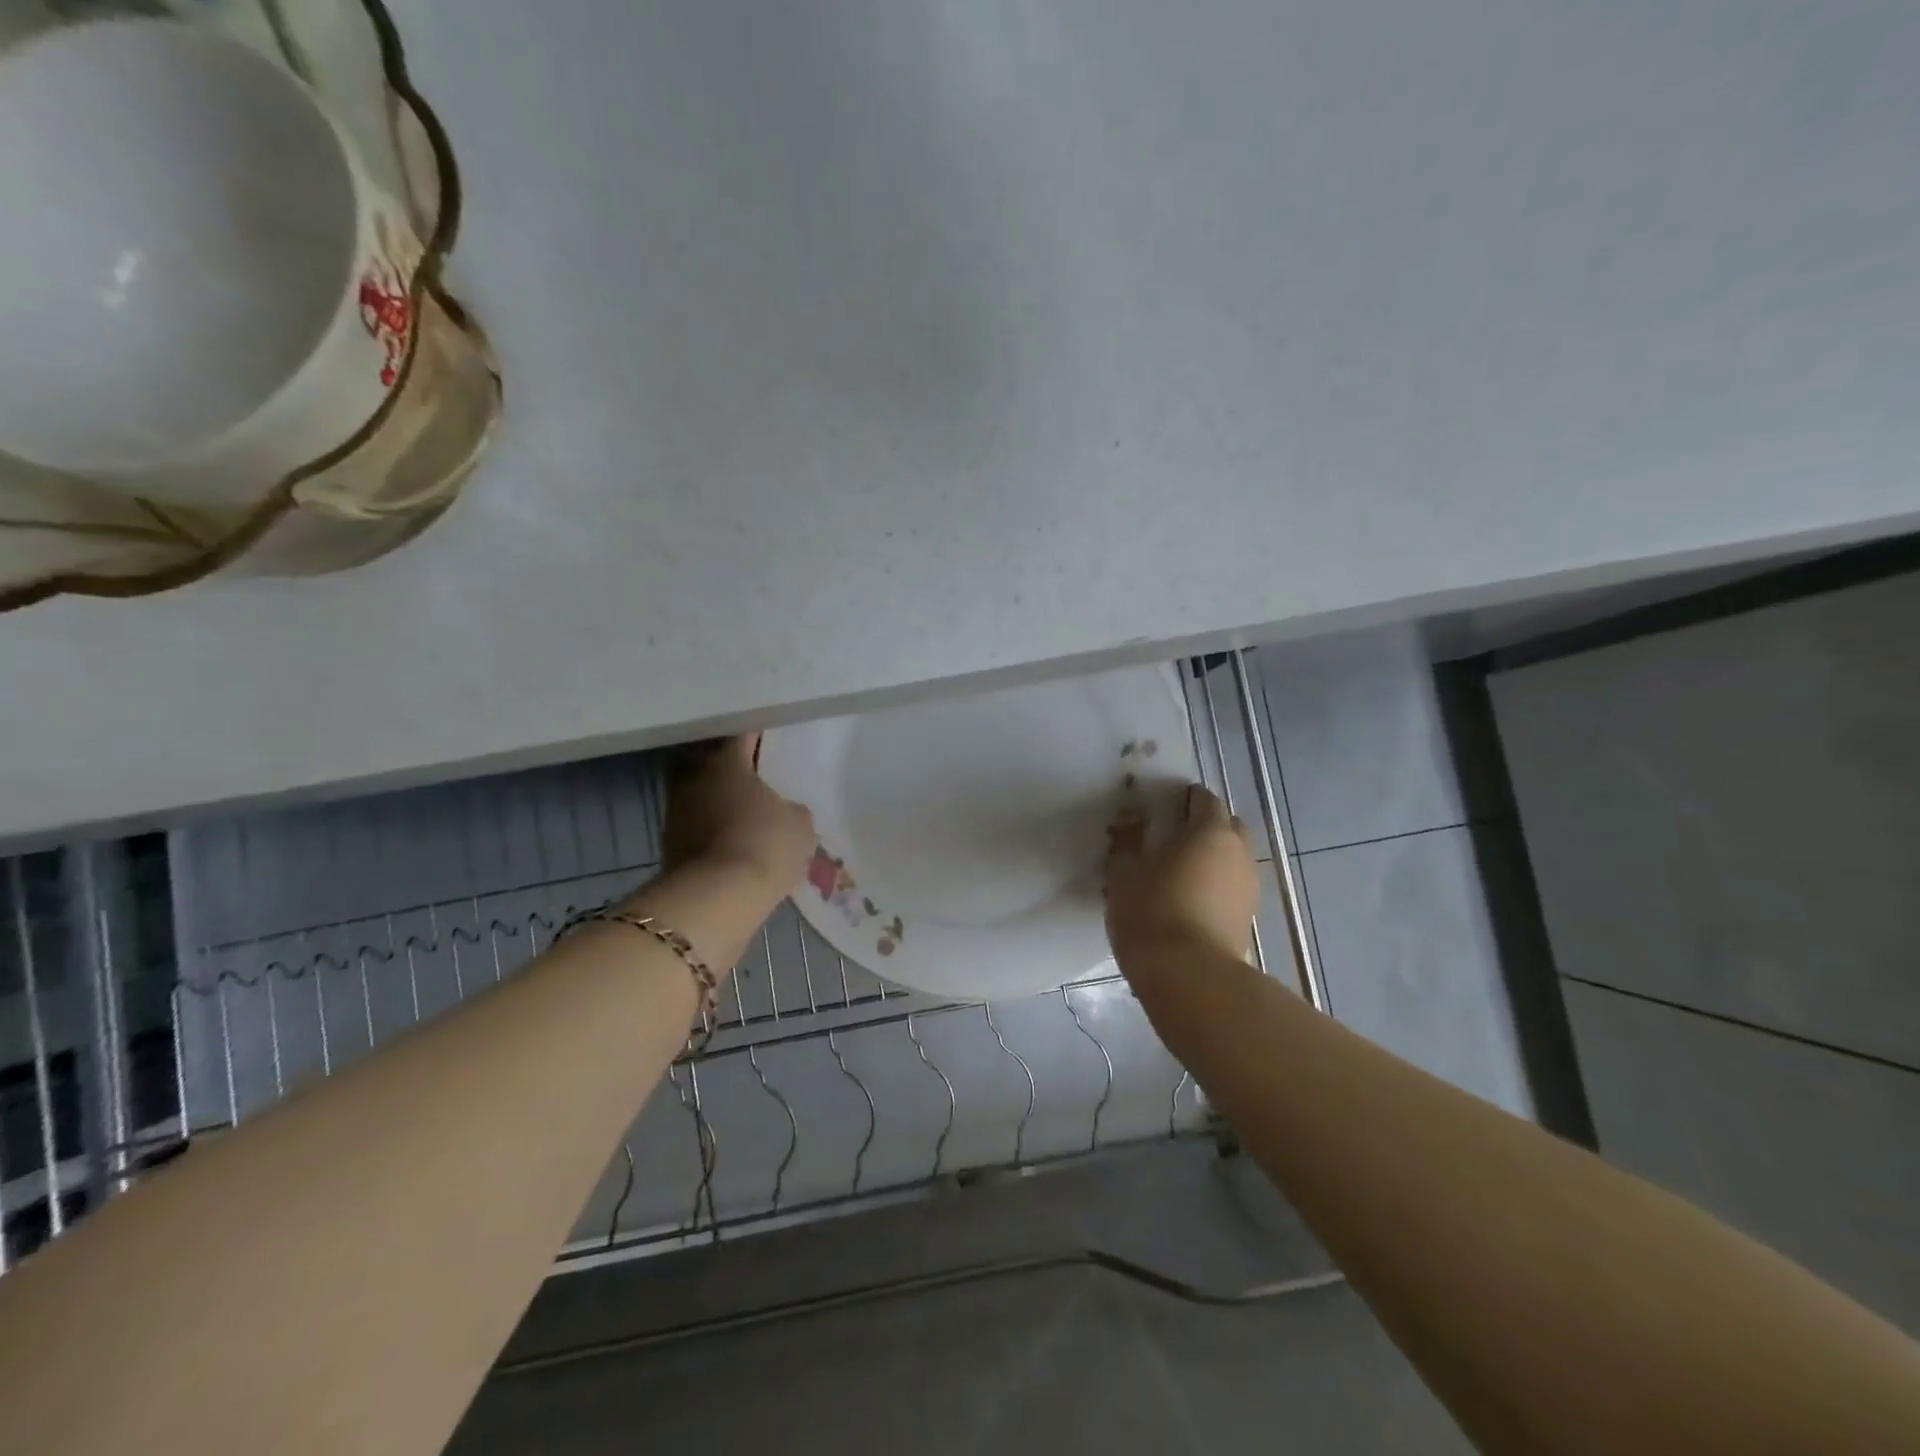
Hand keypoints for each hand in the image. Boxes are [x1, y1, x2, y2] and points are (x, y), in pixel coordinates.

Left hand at [662, 734, 815, 895]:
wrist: (718, 897)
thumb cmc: (766, 844)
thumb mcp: (800, 824)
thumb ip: (792, 809)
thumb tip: (784, 811)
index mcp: (727, 761)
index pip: (742, 736)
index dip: (757, 738)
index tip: (769, 742)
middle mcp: (694, 778)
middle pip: (712, 764)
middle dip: (731, 770)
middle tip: (756, 779)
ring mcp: (676, 812)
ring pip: (702, 797)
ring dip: (719, 803)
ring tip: (745, 815)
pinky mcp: (669, 846)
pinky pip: (697, 828)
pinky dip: (712, 832)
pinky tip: (733, 842)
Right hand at [1106, 783, 1258, 967]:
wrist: (1189, 977)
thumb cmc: (1152, 911)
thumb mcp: (1124, 871)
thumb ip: (1128, 839)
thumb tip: (1130, 817)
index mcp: (1211, 831)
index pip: (1204, 800)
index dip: (1184, 799)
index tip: (1161, 808)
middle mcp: (1238, 853)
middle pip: (1227, 826)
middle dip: (1205, 826)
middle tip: (1172, 839)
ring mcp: (1249, 887)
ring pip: (1232, 859)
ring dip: (1212, 858)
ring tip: (1179, 873)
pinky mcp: (1248, 918)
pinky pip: (1231, 887)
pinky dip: (1215, 885)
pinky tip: (1189, 900)